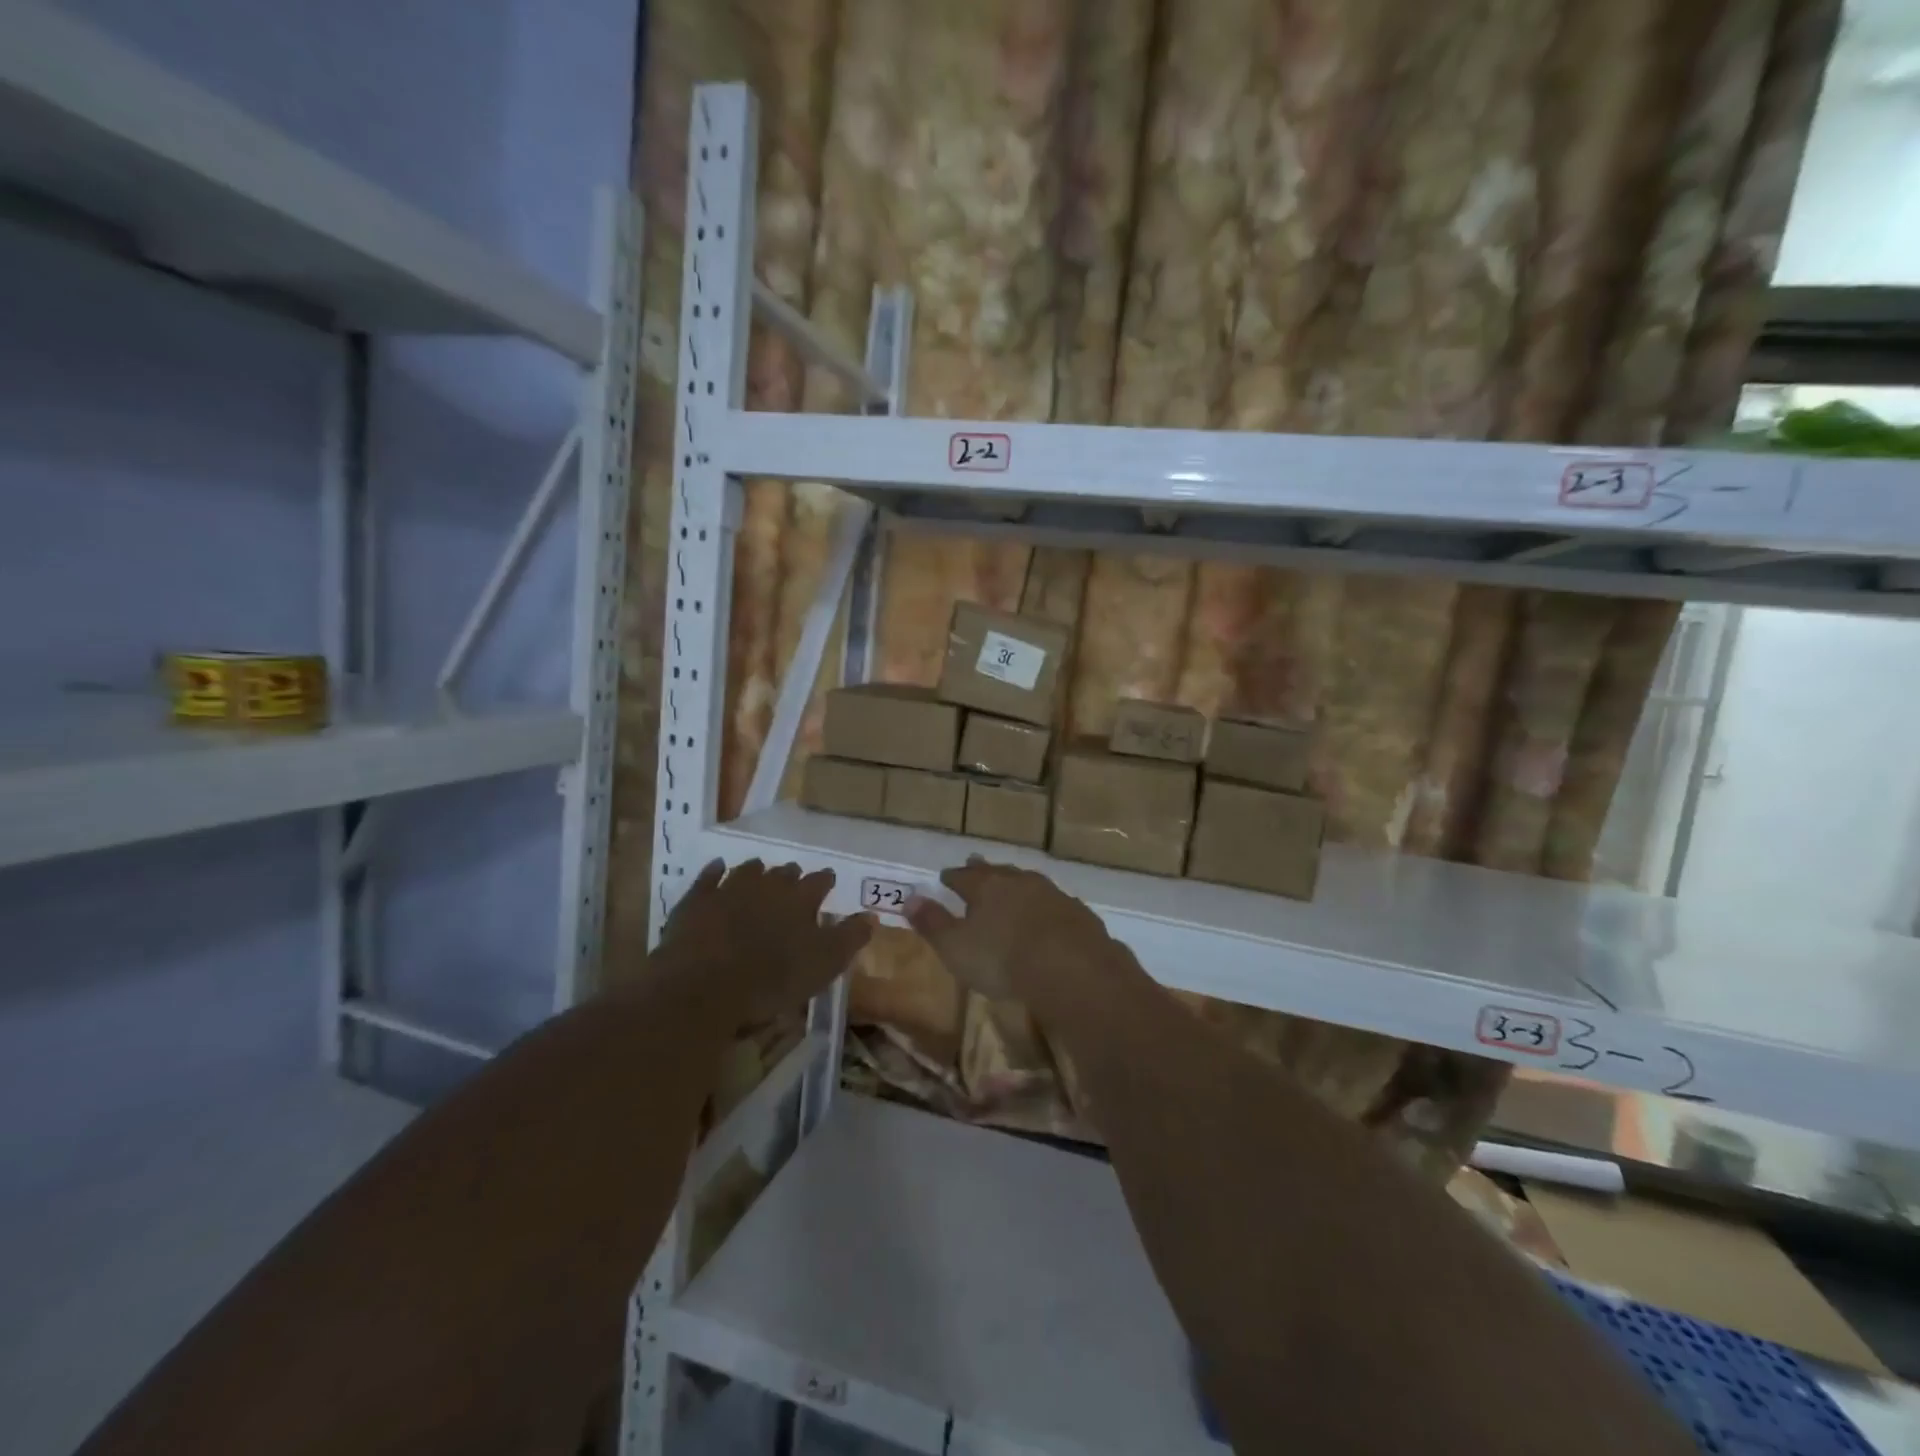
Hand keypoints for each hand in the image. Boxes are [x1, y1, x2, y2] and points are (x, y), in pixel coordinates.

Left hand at [659, 859, 871, 1020]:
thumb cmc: (772, 980)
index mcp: (801, 899)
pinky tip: (717, 867)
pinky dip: (715, 871)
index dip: (825, 880)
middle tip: (794, 880)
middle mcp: (768, 885)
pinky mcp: (697, 901)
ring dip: (756, 870)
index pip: (820, 881)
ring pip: (748, 870)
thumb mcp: (824, 965)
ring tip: (760, 870)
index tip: (829, 880)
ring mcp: (729, 889)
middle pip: (784, 873)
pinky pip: (708, 877)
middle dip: (791, 875)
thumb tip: (872, 915)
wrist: (703, 987)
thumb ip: (850, 937)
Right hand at [905, 858, 1112, 1003]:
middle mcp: (1019, 882)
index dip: (952, 877)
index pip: (963, 877)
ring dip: (1016, 883)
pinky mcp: (1077, 912)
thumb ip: (932, 923)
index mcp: (986, 887)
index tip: (945, 876)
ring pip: (1028, 882)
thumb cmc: (1002, 959)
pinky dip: (1045, 905)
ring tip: (1011, 884)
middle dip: (984, 870)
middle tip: (975, 864)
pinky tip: (1048, 913)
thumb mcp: (956, 947)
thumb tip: (909, 898)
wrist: (1071, 968)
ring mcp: (1052, 894)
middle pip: (997, 872)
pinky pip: (1054, 902)